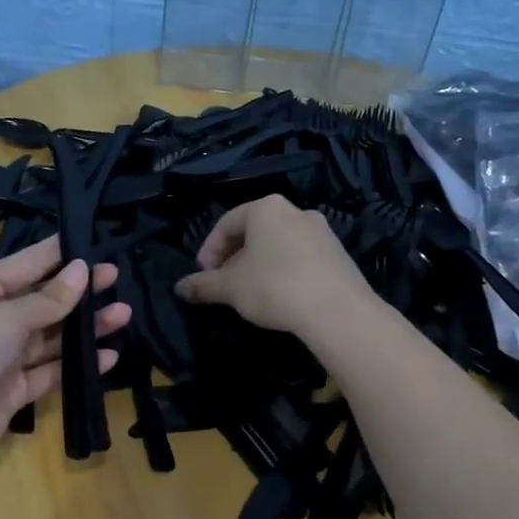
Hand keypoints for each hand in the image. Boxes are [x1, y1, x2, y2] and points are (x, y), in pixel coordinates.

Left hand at [0, 236, 129, 467]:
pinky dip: (78, 363)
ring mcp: (4, 356)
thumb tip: (83, 269)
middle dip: (79, 291)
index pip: (26, 264)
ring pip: (52, 336)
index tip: (94, 244)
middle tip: (115, 278)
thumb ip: (49, 297)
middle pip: (43, 300)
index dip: (59, 254)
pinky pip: (52, 370)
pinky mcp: (15, 389)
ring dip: (85, 327)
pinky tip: (108, 356)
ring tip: (123, 315)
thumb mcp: (7, 315)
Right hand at [174, 195, 370, 333]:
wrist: (337, 310)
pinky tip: (281, 295)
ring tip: (251, 292)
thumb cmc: (274, 287)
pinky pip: (301, 257)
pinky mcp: (339, 254)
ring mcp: (322, 231)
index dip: (209, 250)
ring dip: (259, 264)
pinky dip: (284, 271)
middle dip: (234, 257)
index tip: (204, 275)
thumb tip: (180, 287)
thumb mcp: (230, 287)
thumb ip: (203, 285)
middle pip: (254, 231)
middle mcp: (295, 211)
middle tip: (224, 283)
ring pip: (279, 244)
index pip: (227, 223)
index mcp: (266, 208)